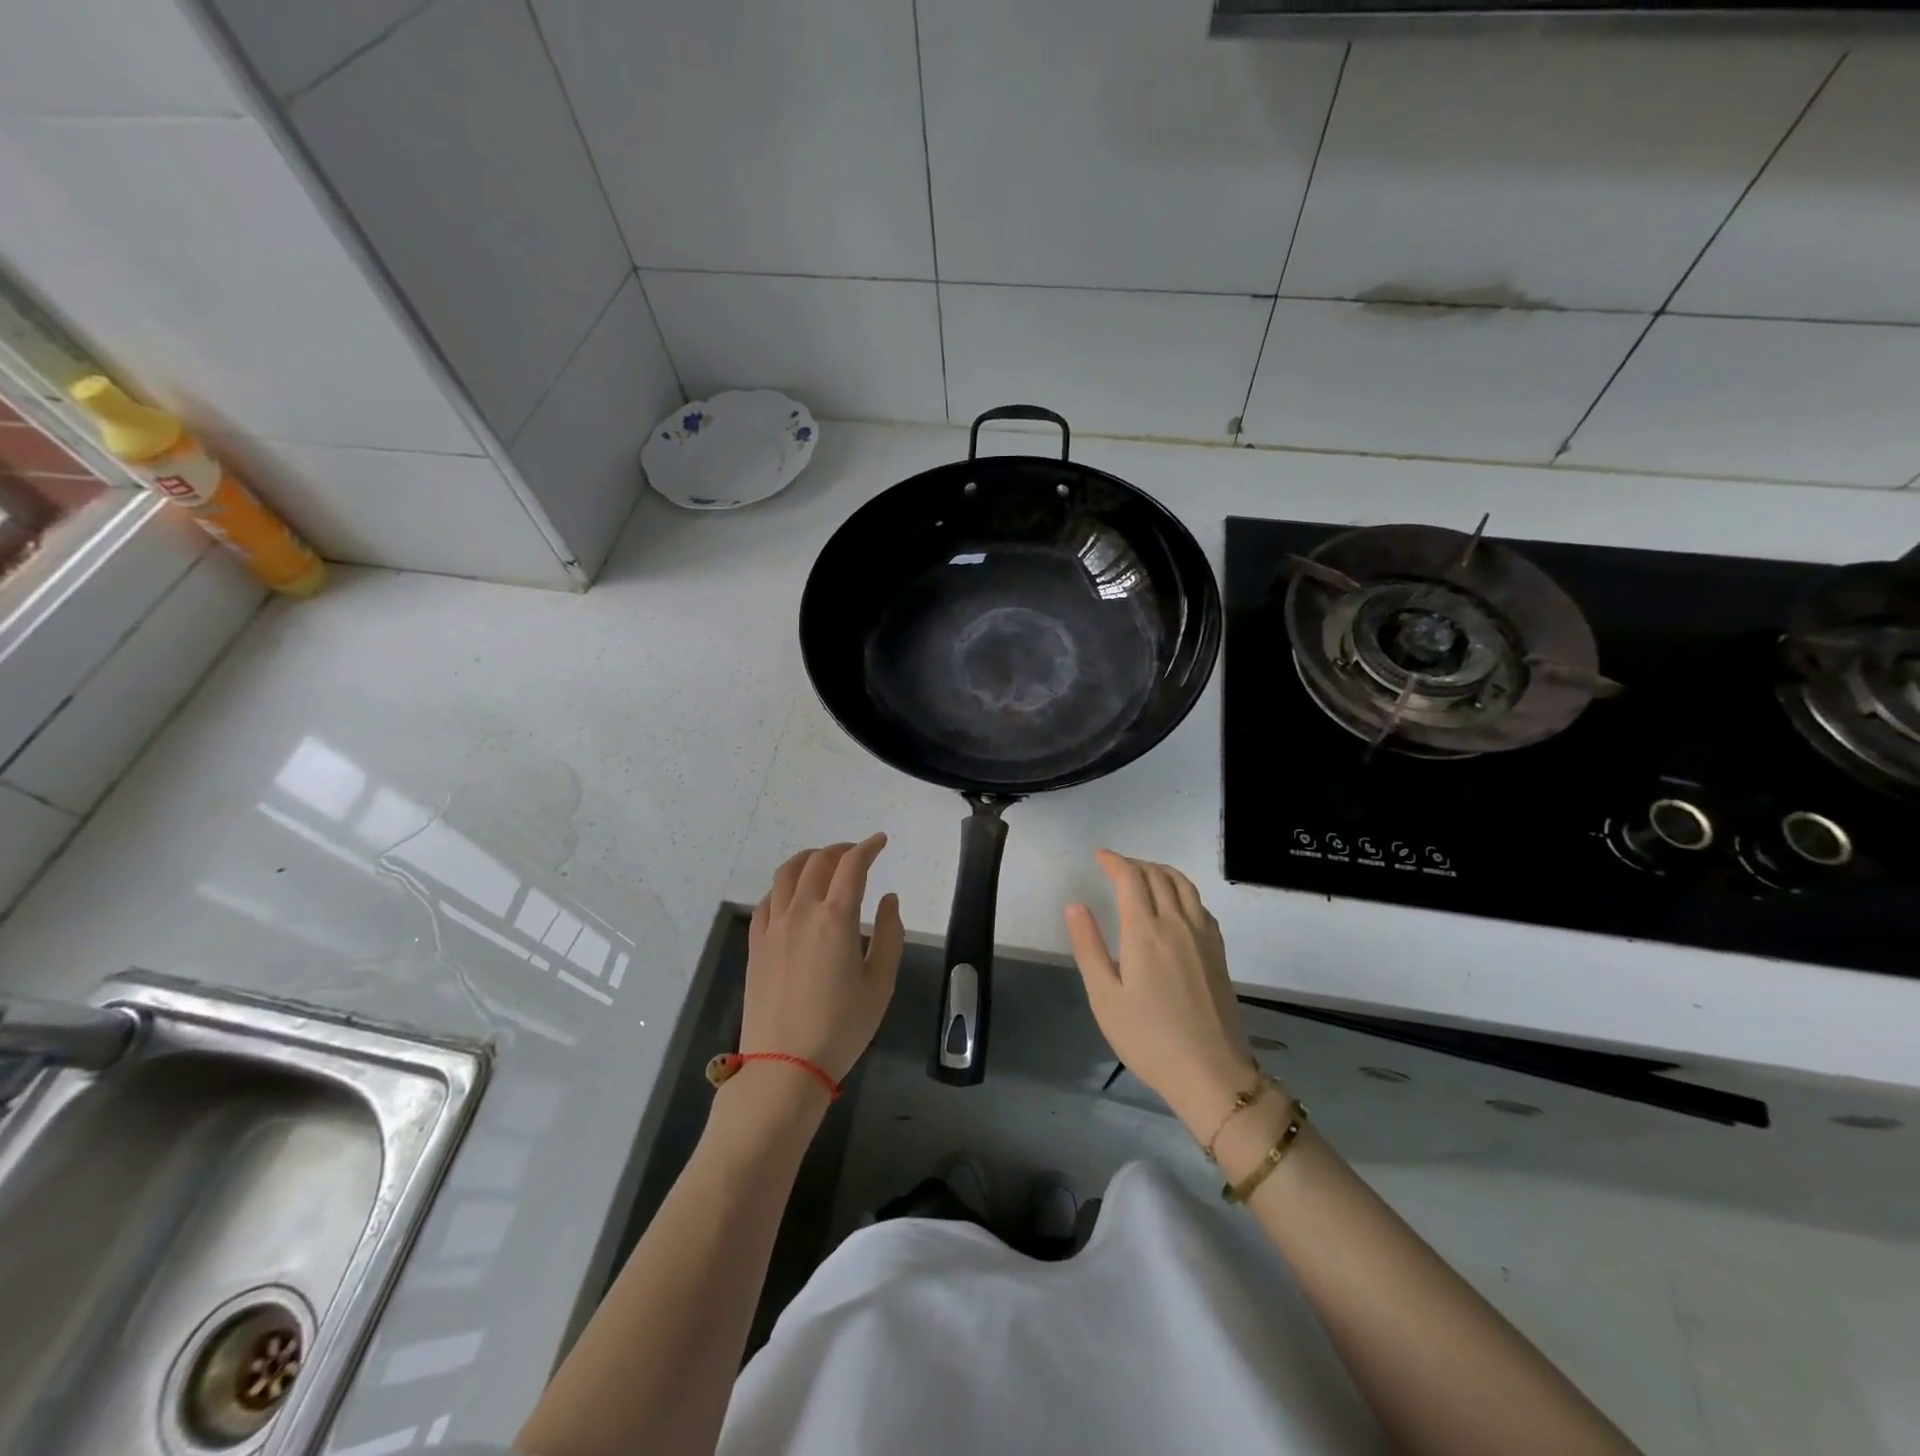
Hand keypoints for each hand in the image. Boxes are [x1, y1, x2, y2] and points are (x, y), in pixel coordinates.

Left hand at [742, 835, 904, 1083]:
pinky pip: (767, 901)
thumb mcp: (880, 983)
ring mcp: (773, 926)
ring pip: (786, 874)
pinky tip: (791, 896)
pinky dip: (783, 887)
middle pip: (818, 862)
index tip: (880, 842)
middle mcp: (801, 911)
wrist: (785, 1065)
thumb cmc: (842, 1027)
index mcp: (836, 918)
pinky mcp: (756, 944)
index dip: (868, 847)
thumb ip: (888, 934)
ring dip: (808, 859)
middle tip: (856, 853)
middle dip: (840, 849)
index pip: (852, 865)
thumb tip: (888, 899)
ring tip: (822, 862)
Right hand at [1065, 850, 1258, 1133]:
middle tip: (1115, 867)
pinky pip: (1199, 904)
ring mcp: (1202, 936)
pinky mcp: (1218, 951)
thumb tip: (1075, 905)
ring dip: (1160, 871)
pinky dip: (1182, 890)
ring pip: (1183, 885)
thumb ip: (1088, 946)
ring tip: (1143, 875)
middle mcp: (1176, 923)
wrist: (1211, 1073)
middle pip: (1158, 875)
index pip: (1130, 878)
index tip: (1099, 856)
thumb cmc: (1148, 1038)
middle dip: (1134, 864)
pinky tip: (1174, 904)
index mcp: (1145, 931)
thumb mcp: (1104, 997)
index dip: (1114, 861)